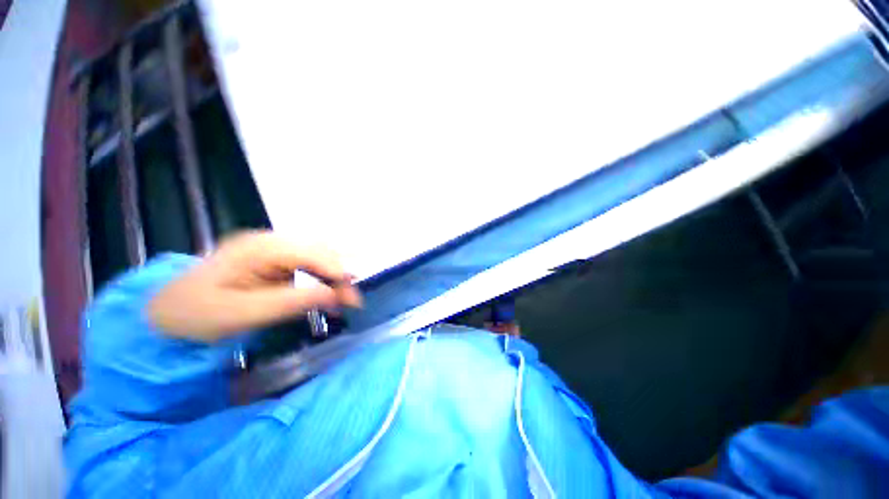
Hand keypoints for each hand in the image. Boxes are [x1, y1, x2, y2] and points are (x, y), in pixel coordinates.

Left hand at [147, 231, 361, 341]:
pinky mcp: (273, 258)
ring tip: (344, 296)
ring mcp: (271, 247)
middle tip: (351, 302)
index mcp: (258, 248)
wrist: (165, 312)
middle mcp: (269, 240)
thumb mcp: (242, 314)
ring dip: (334, 274)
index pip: (311, 254)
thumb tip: (336, 295)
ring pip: (318, 253)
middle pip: (319, 250)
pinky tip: (328, 289)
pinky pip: (308, 261)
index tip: (353, 299)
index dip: (337, 274)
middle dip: (340, 274)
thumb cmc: (196, 315)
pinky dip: (323, 275)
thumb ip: (292, 301)